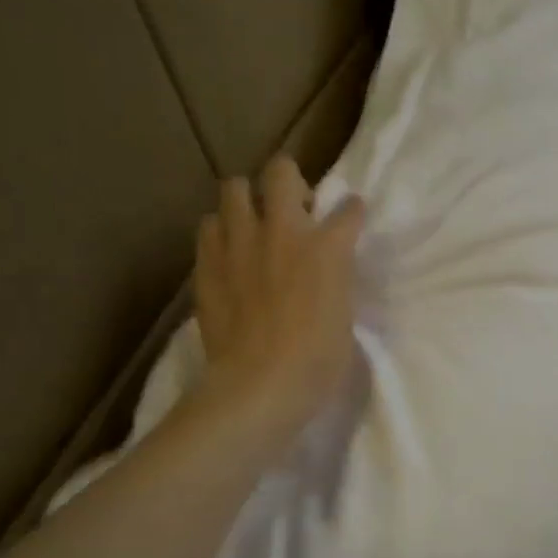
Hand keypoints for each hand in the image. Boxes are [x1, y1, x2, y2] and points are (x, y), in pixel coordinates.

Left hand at [194, 158, 365, 445]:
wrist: (259, 385)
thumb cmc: (317, 361)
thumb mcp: (343, 316)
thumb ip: (335, 281)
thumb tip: (327, 270)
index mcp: (327, 248)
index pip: (347, 209)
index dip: (350, 211)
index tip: (349, 216)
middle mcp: (283, 232)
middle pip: (281, 172)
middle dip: (289, 179)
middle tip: (292, 206)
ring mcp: (239, 244)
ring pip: (233, 189)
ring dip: (246, 201)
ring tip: (251, 224)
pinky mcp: (207, 264)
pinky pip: (208, 227)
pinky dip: (219, 233)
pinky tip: (227, 253)